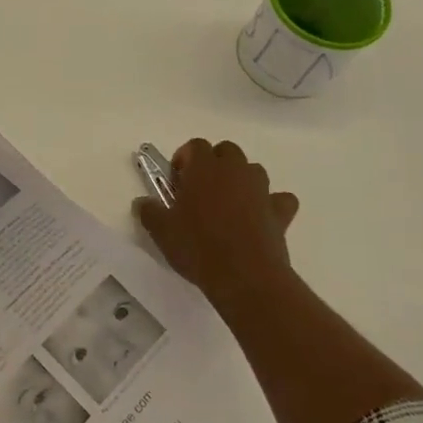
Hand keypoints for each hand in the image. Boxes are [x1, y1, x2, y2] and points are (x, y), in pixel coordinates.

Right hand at [135, 139, 299, 317]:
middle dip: (214, 163)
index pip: (195, 145)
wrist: (245, 276)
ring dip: (241, 179)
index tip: (176, 180)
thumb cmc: (198, 246)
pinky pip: (279, 199)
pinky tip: (261, 218)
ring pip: (253, 170)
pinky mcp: (280, 212)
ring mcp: (261, 189)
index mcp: (204, 168)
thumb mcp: (161, 231)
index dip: (184, 158)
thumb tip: (142, 202)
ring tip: (228, 204)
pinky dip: (271, 203)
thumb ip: (149, 211)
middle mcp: (235, 170)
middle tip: (200, 189)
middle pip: (227, 150)